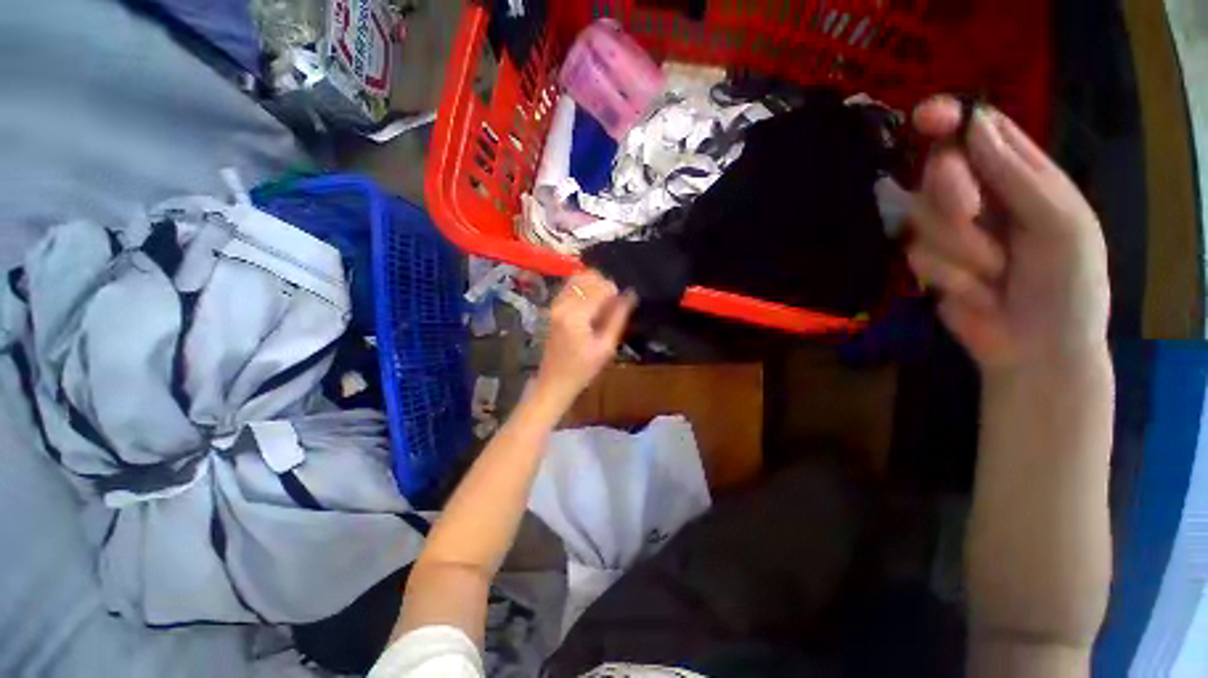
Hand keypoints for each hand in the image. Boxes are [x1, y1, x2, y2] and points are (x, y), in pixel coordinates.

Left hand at [534, 271, 636, 407]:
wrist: (554, 381)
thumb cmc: (583, 369)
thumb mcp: (606, 347)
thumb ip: (618, 318)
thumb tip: (631, 295)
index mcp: (576, 316)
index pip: (601, 287)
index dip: (616, 291)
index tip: (622, 303)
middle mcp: (563, 304)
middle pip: (588, 277)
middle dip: (605, 285)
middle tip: (614, 302)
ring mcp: (555, 304)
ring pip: (578, 278)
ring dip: (594, 284)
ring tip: (603, 301)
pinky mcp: (552, 307)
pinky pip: (569, 286)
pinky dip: (583, 287)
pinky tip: (591, 302)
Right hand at [907, 96, 1109, 373]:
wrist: (1036, 349)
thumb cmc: (1068, 286)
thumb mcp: (1061, 226)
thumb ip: (1020, 177)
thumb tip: (975, 126)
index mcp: (1021, 177)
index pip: (981, 133)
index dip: (952, 119)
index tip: (927, 117)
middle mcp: (980, 197)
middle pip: (938, 170)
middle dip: (948, 190)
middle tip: (970, 211)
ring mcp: (948, 232)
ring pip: (921, 217)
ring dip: (958, 247)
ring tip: (994, 273)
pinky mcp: (927, 264)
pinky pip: (918, 257)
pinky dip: (949, 277)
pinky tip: (976, 293)